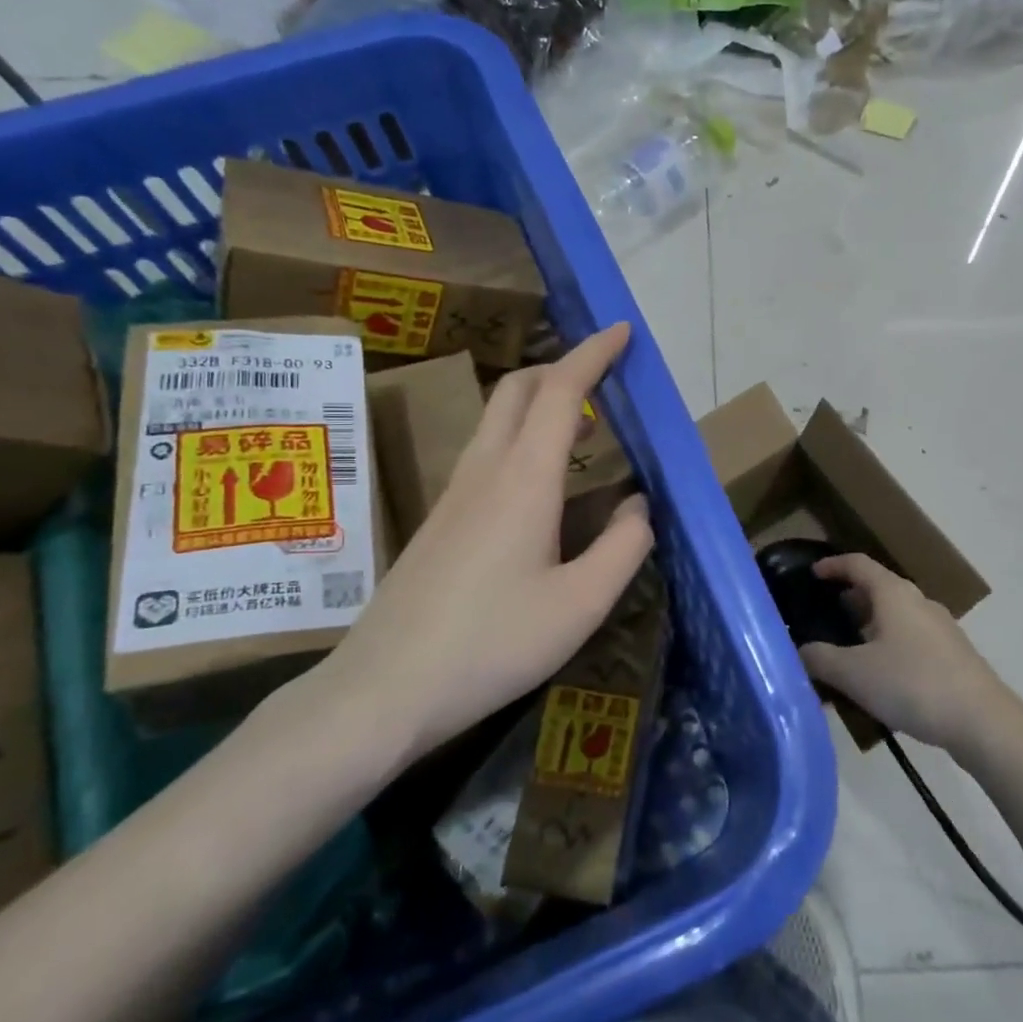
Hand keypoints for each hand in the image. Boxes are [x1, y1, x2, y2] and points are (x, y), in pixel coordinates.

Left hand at [292, 324, 653, 780]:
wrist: (383, 690)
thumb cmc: (491, 645)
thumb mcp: (581, 605)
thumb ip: (624, 548)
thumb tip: (639, 506)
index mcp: (524, 480)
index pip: (561, 392)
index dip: (593, 354)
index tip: (621, 331)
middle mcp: (485, 472)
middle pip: (518, 390)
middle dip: (562, 367)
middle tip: (604, 377)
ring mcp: (454, 495)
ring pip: (496, 419)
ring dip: (538, 401)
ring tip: (580, 423)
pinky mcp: (440, 522)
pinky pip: (485, 451)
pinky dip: (520, 436)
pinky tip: (538, 481)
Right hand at [798, 554, 1014, 756]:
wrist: (982, 720)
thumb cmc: (912, 684)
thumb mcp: (854, 673)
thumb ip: (820, 659)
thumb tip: (799, 650)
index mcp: (893, 594)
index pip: (858, 564)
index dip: (834, 565)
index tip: (813, 572)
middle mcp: (918, 602)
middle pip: (880, 588)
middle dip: (852, 597)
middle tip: (826, 613)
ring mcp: (940, 628)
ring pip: (897, 615)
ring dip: (871, 623)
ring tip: (849, 647)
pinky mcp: (953, 654)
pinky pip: (911, 637)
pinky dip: (889, 643)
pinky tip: (881, 674)